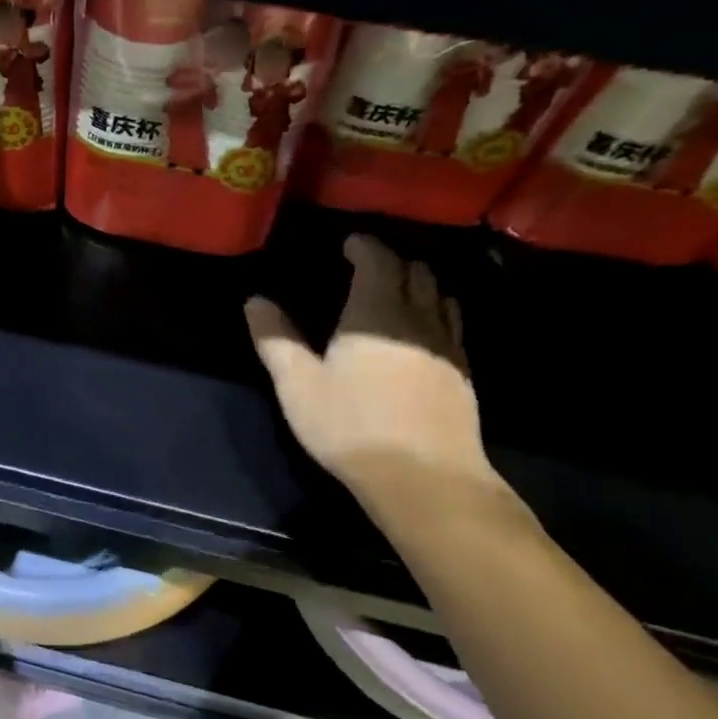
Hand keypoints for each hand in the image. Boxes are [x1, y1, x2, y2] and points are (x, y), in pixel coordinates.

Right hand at [245, 235, 502, 519]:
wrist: (422, 475)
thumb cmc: (351, 427)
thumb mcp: (298, 386)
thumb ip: (276, 339)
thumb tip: (255, 301)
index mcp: (375, 312)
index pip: (378, 259)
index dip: (364, 245)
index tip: (349, 243)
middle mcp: (418, 316)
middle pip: (414, 270)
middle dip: (392, 260)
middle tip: (368, 265)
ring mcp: (447, 343)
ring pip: (439, 293)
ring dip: (419, 282)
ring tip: (398, 290)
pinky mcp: (463, 371)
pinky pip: (453, 323)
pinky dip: (437, 310)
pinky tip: (425, 329)